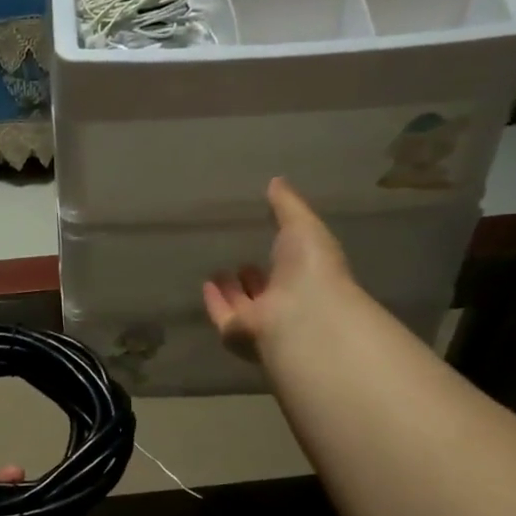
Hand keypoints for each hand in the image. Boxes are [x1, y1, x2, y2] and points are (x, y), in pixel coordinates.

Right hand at [203, 177, 353, 361]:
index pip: (291, 267)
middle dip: (254, 278)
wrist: (301, 313)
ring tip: (217, 272)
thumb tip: (275, 181)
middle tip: (240, 260)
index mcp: (308, 276)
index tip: (265, 239)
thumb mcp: (302, 224)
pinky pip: (223, 316)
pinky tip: (205, 285)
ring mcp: (262, 321)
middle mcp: (286, 302)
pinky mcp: (237, 334)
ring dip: (232, 291)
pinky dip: (214, 302)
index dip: (280, 255)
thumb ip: (288, 205)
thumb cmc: (310, 267)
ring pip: (244, 306)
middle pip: (266, 290)